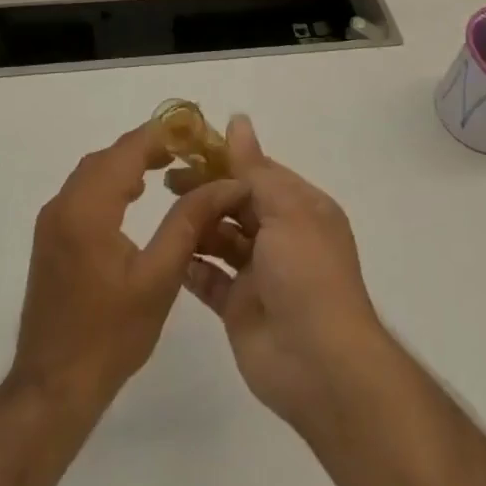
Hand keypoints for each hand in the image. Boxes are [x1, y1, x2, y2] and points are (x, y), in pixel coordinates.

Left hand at [12, 124, 248, 414]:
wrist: (53, 387)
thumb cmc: (110, 335)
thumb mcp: (159, 278)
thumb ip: (189, 223)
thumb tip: (226, 183)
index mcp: (87, 209)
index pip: (127, 151)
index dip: (162, 135)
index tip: (196, 132)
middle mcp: (63, 205)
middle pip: (108, 157)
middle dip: (147, 146)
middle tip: (189, 151)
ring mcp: (52, 223)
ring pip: (93, 173)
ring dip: (128, 163)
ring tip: (169, 166)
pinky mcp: (51, 239)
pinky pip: (83, 192)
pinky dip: (112, 183)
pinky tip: (135, 197)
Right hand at [172, 115, 388, 431]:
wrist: (319, 364)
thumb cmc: (308, 274)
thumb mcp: (286, 211)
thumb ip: (254, 169)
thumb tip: (238, 120)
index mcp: (302, 209)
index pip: (260, 173)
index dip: (226, 159)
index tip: (189, 148)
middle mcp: (282, 237)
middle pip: (237, 204)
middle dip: (207, 190)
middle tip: (168, 181)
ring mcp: (259, 273)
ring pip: (221, 239)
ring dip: (197, 225)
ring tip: (166, 212)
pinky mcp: (238, 307)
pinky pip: (209, 279)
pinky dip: (191, 265)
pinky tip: (168, 251)